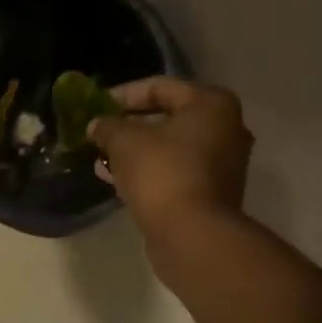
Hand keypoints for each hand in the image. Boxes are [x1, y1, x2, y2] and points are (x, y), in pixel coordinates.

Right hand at [88, 78, 252, 243]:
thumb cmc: (162, 174)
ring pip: (169, 148)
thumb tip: (97, 125)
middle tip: (99, 134)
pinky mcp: (211, 192)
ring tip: (101, 159)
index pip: (159, 87)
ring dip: (135, 152)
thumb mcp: (125, 142)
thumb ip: (108, 126)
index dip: (122, 95)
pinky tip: (117, 179)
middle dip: (128, 126)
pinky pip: (174, 171)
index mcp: (211, 104)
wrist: (192, 235)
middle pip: (167, 118)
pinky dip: (148, 172)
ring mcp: (222, 163)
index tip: (96, 107)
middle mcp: (225, 128)